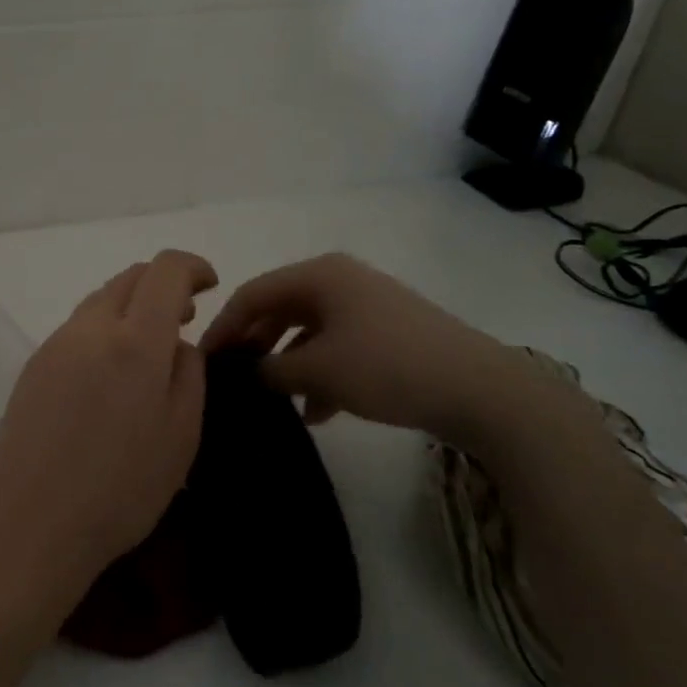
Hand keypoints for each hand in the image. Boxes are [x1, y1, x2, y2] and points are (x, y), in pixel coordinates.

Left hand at [0, 250, 217, 621]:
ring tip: (151, 344)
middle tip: (186, 315)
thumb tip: (178, 341)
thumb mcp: (181, 435)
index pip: (165, 271)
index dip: (192, 266)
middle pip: (129, 278)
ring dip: (131, 306)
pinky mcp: (34, 365)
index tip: (210, 284)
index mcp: (134, 341)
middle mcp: (90, 329)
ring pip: (100, 300)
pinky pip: (77, 328)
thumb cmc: (121, 488)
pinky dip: (104, 329)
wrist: (32, 522)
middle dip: (163, 284)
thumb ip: (188, 373)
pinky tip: (111, 371)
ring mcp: (55, 344)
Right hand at [200, 253, 538, 440]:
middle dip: (256, 346)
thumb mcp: (318, 371)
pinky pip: (338, 346)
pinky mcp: (388, 332)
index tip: (203, 361)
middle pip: (280, 309)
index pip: (252, 294)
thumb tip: (246, 373)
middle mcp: (340, 280)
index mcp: (319, 274)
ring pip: (309, 331)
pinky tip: (317, 411)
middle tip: (235, 380)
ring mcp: (367, 305)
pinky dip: (320, 373)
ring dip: (289, 365)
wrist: (482, 390)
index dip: (224, 327)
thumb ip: (270, 370)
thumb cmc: (387, 367)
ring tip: (276, 402)